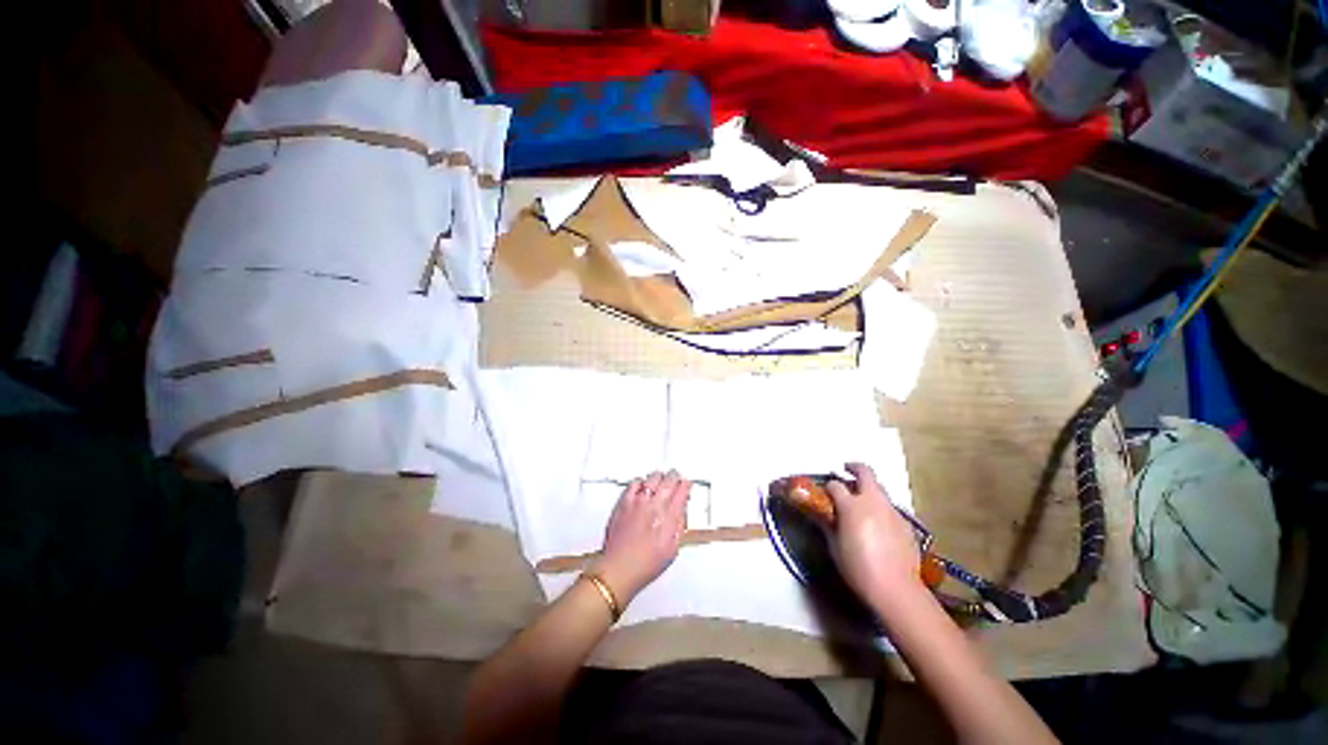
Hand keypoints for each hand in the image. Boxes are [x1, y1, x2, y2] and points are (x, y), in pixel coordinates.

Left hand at [593, 471, 689, 604]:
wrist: (620, 568)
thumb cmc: (645, 564)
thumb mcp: (672, 549)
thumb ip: (679, 527)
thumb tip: (681, 514)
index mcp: (669, 517)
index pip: (682, 491)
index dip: (686, 485)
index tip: (686, 484)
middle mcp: (655, 505)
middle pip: (669, 479)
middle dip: (674, 477)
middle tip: (675, 478)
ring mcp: (638, 502)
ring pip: (652, 477)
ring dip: (658, 477)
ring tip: (660, 480)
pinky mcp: (624, 502)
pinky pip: (634, 483)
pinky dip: (640, 482)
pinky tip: (641, 486)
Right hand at [826, 462, 925, 614]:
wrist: (896, 589)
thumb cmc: (858, 568)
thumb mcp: (834, 546)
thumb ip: (828, 525)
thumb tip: (822, 515)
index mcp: (852, 505)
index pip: (835, 485)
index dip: (828, 486)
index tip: (824, 492)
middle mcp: (873, 501)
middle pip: (865, 473)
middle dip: (854, 468)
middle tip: (846, 470)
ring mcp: (892, 511)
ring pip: (880, 490)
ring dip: (869, 490)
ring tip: (862, 504)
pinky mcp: (906, 524)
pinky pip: (890, 509)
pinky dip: (881, 509)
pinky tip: (878, 526)